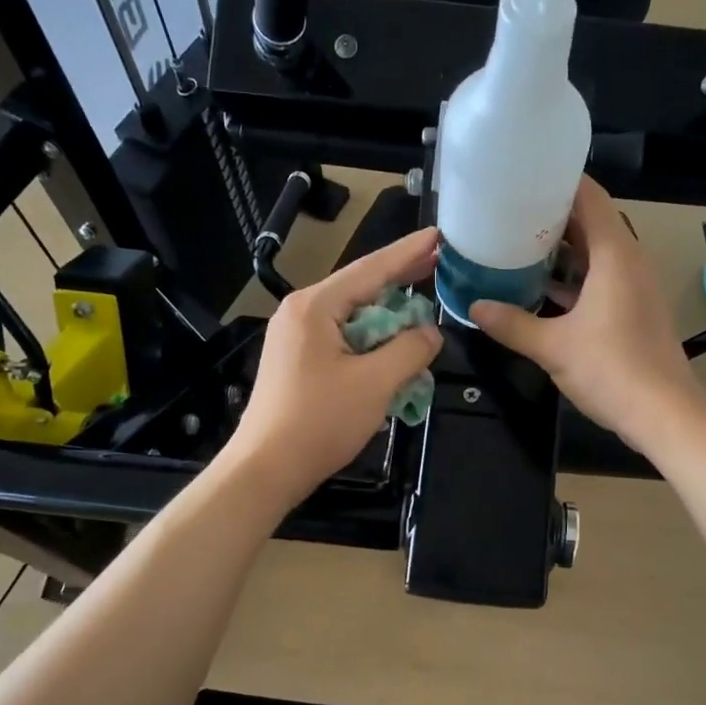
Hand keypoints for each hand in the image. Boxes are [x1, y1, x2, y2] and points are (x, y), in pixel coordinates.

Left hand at [225, 226, 443, 504]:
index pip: (371, 269)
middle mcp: (301, 313)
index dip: (409, 253)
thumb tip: (431, 332)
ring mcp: (296, 338)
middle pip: (360, 289)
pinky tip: (394, 350)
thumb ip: (410, 349)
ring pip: (353, 318)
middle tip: (439, 263)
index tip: (439, 236)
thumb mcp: (375, 383)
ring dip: (389, 319)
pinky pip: (343, 341)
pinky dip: (372, 343)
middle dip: (401, 281)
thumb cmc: (320, 422)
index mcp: (315, 306)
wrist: (267, 468)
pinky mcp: (298, 362)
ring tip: (423, 310)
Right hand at [472, 177, 704, 456]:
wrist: (664, 414)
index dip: (556, 181)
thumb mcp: (553, 347)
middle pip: (591, 221)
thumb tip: (474, 308)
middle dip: (550, 216)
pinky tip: (539, 288)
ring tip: (516, 245)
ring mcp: (633, 286)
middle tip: (507, 213)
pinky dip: (572, 277)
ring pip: (594, 253)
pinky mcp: (633, 309)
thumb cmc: (612, 371)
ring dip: (560, 249)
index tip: (520, 178)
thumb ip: (511, 324)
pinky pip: (599, 278)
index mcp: (614, 254)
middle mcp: (628, 261)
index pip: (589, 196)